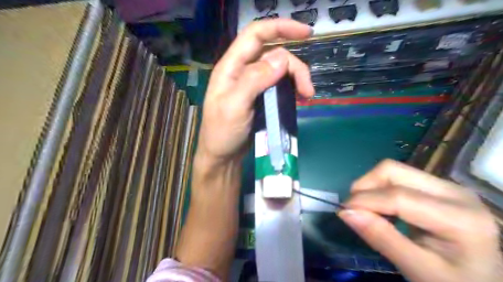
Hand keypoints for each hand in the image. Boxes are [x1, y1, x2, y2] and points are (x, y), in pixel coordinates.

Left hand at [195, 18, 312, 168]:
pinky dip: (292, 89)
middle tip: (307, 90)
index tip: (307, 33)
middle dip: (295, 67)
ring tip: (306, 96)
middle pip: (274, 54)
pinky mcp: (261, 98)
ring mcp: (253, 85)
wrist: (222, 156)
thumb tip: (282, 58)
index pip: (255, 35)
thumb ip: (254, 80)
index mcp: (231, 67)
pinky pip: (280, 85)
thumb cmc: (222, 133)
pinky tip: (299, 99)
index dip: (280, 27)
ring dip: (296, 79)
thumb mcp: (234, 106)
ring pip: (280, 70)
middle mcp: (243, 71)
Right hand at [340, 159, 500, 281]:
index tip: (342, 212)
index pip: (398, 197)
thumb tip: (345, 213)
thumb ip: (382, 238)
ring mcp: (445, 185)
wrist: (481, 280)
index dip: (364, 201)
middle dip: (365, 186)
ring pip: (393, 170)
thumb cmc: (452, 281)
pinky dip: (379, 188)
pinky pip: (397, 177)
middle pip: (393, 171)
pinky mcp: (435, 186)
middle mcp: (454, 191)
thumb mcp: (417, 269)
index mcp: (460, 217)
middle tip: (353, 209)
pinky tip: (380, 207)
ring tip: (366, 209)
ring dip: (370, 186)